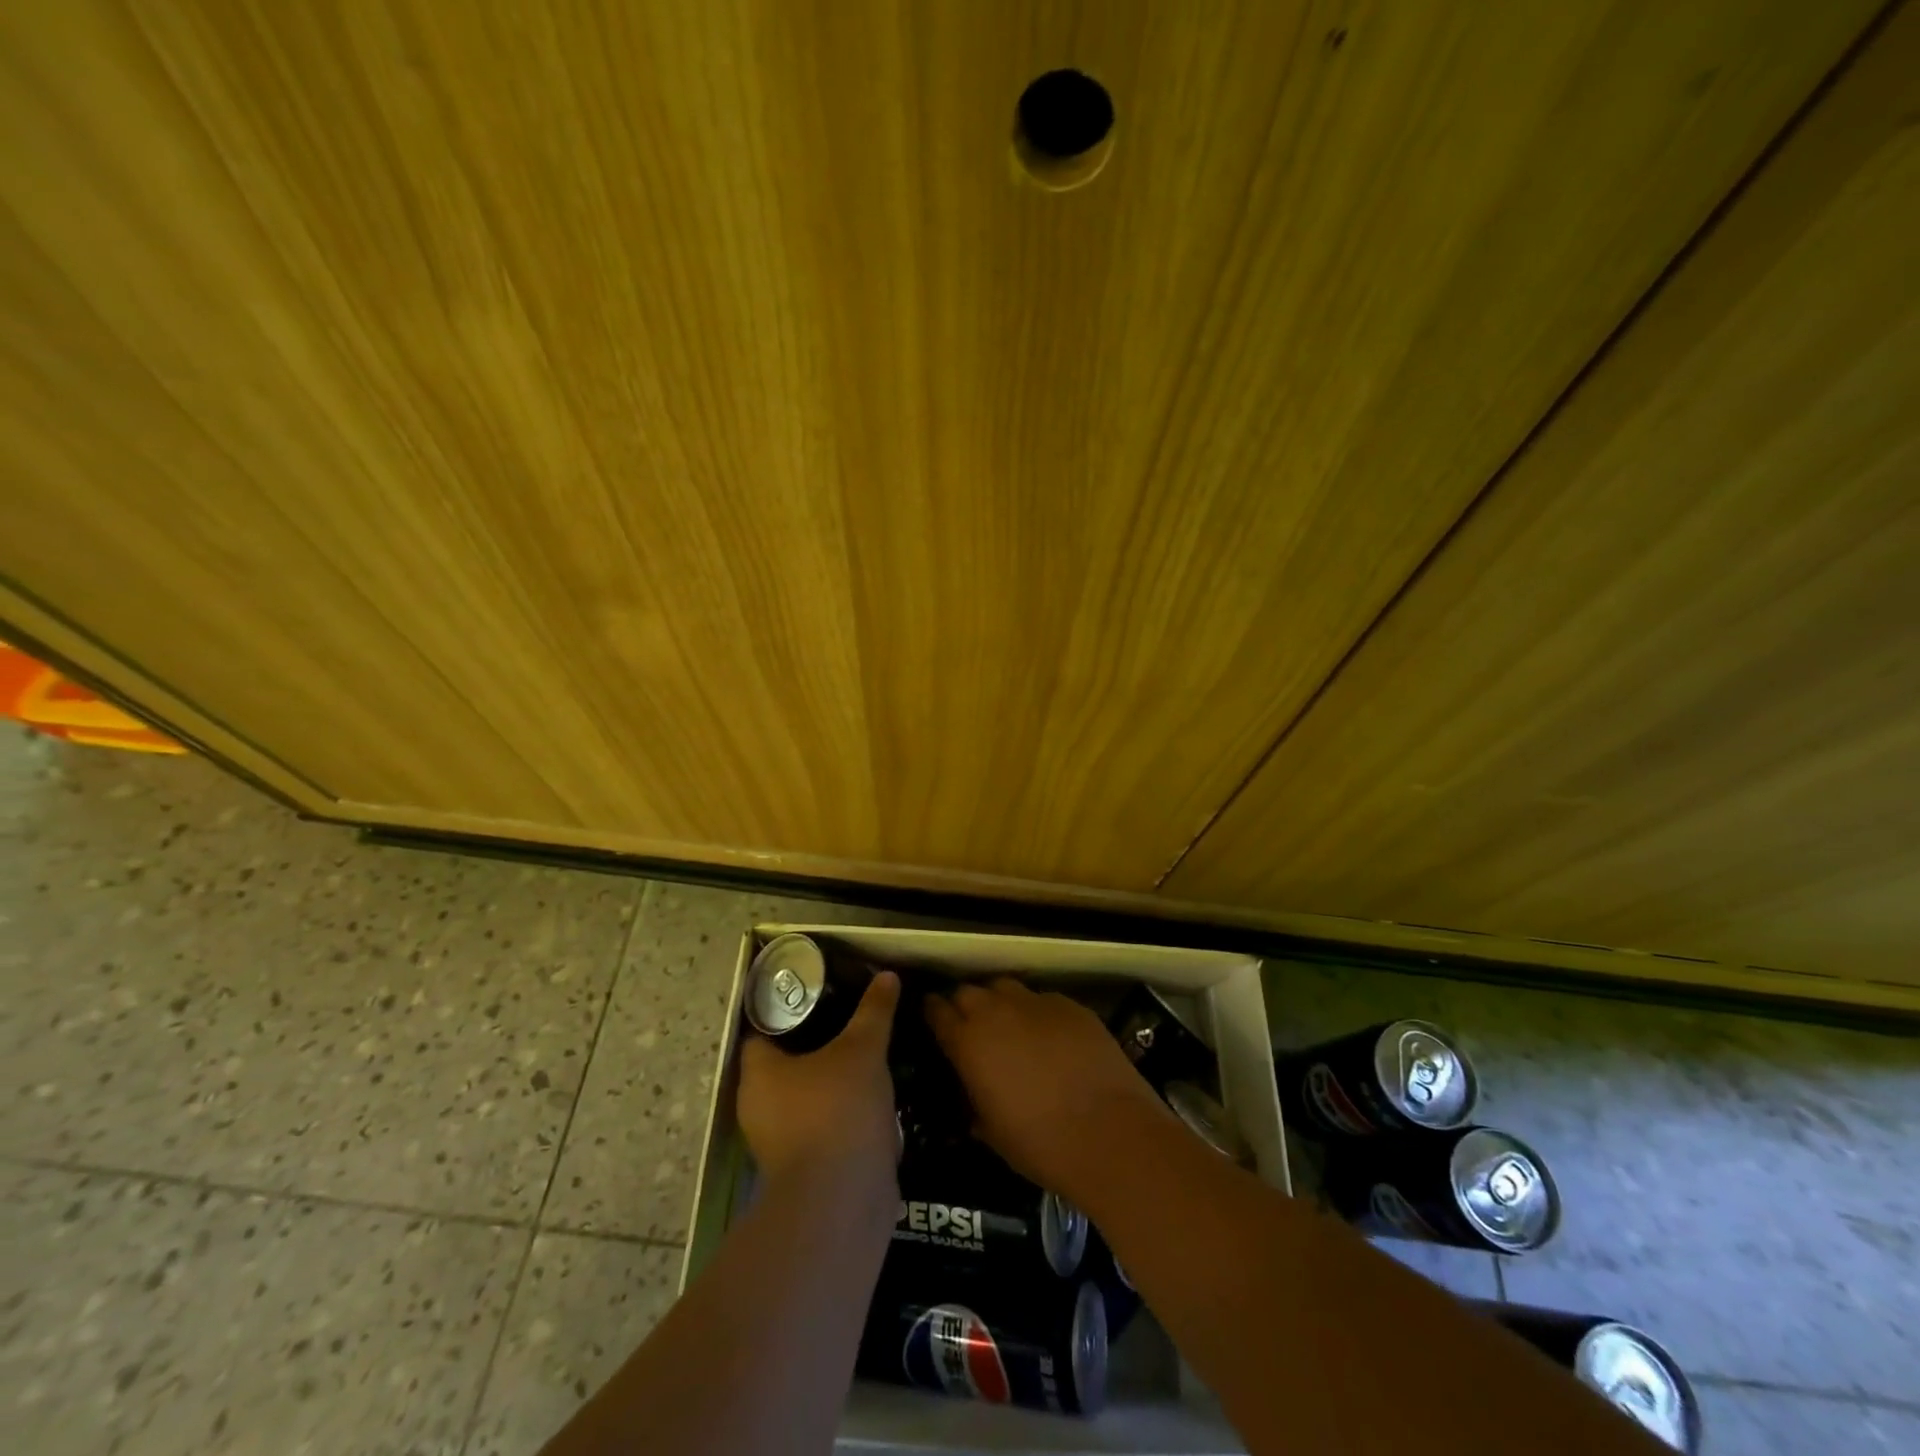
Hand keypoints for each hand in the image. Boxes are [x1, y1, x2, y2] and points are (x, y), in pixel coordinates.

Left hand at [736, 971, 900, 1198]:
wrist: (842, 1202)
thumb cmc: (838, 1110)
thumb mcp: (863, 1049)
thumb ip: (874, 1011)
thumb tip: (887, 975)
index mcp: (759, 1072)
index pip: (764, 1030)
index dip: (789, 1009)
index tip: (821, 995)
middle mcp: (759, 1107)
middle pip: (787, 1064)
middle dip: (818, 1045)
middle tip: (851, 1021)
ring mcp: (780, 1143)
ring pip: (807, 1099)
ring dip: (833, 1083)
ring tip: (868, 1057)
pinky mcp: (804, 1170)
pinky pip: (823, 1129)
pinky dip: (843, 1115)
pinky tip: (873, 1101)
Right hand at [924, 978, 1168, 1202]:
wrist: (1111, 1134)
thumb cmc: (1041, 1145)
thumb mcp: (992, 1134)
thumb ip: (974, 1105)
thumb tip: (973, 1096)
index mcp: (968, 1043)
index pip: (937, 1011)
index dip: (933, 1013)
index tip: (933, 1019)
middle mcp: (997, 1012)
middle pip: (968, 991)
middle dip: (964, 1005)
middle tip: (971, 1028)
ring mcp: (1037, 1003)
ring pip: (1005, 987)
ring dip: (999, 1002)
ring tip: (1009, 1026)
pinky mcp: (1071, 1005)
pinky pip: (1043, 999)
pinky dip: (1037, 1012)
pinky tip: (1050, 1036)